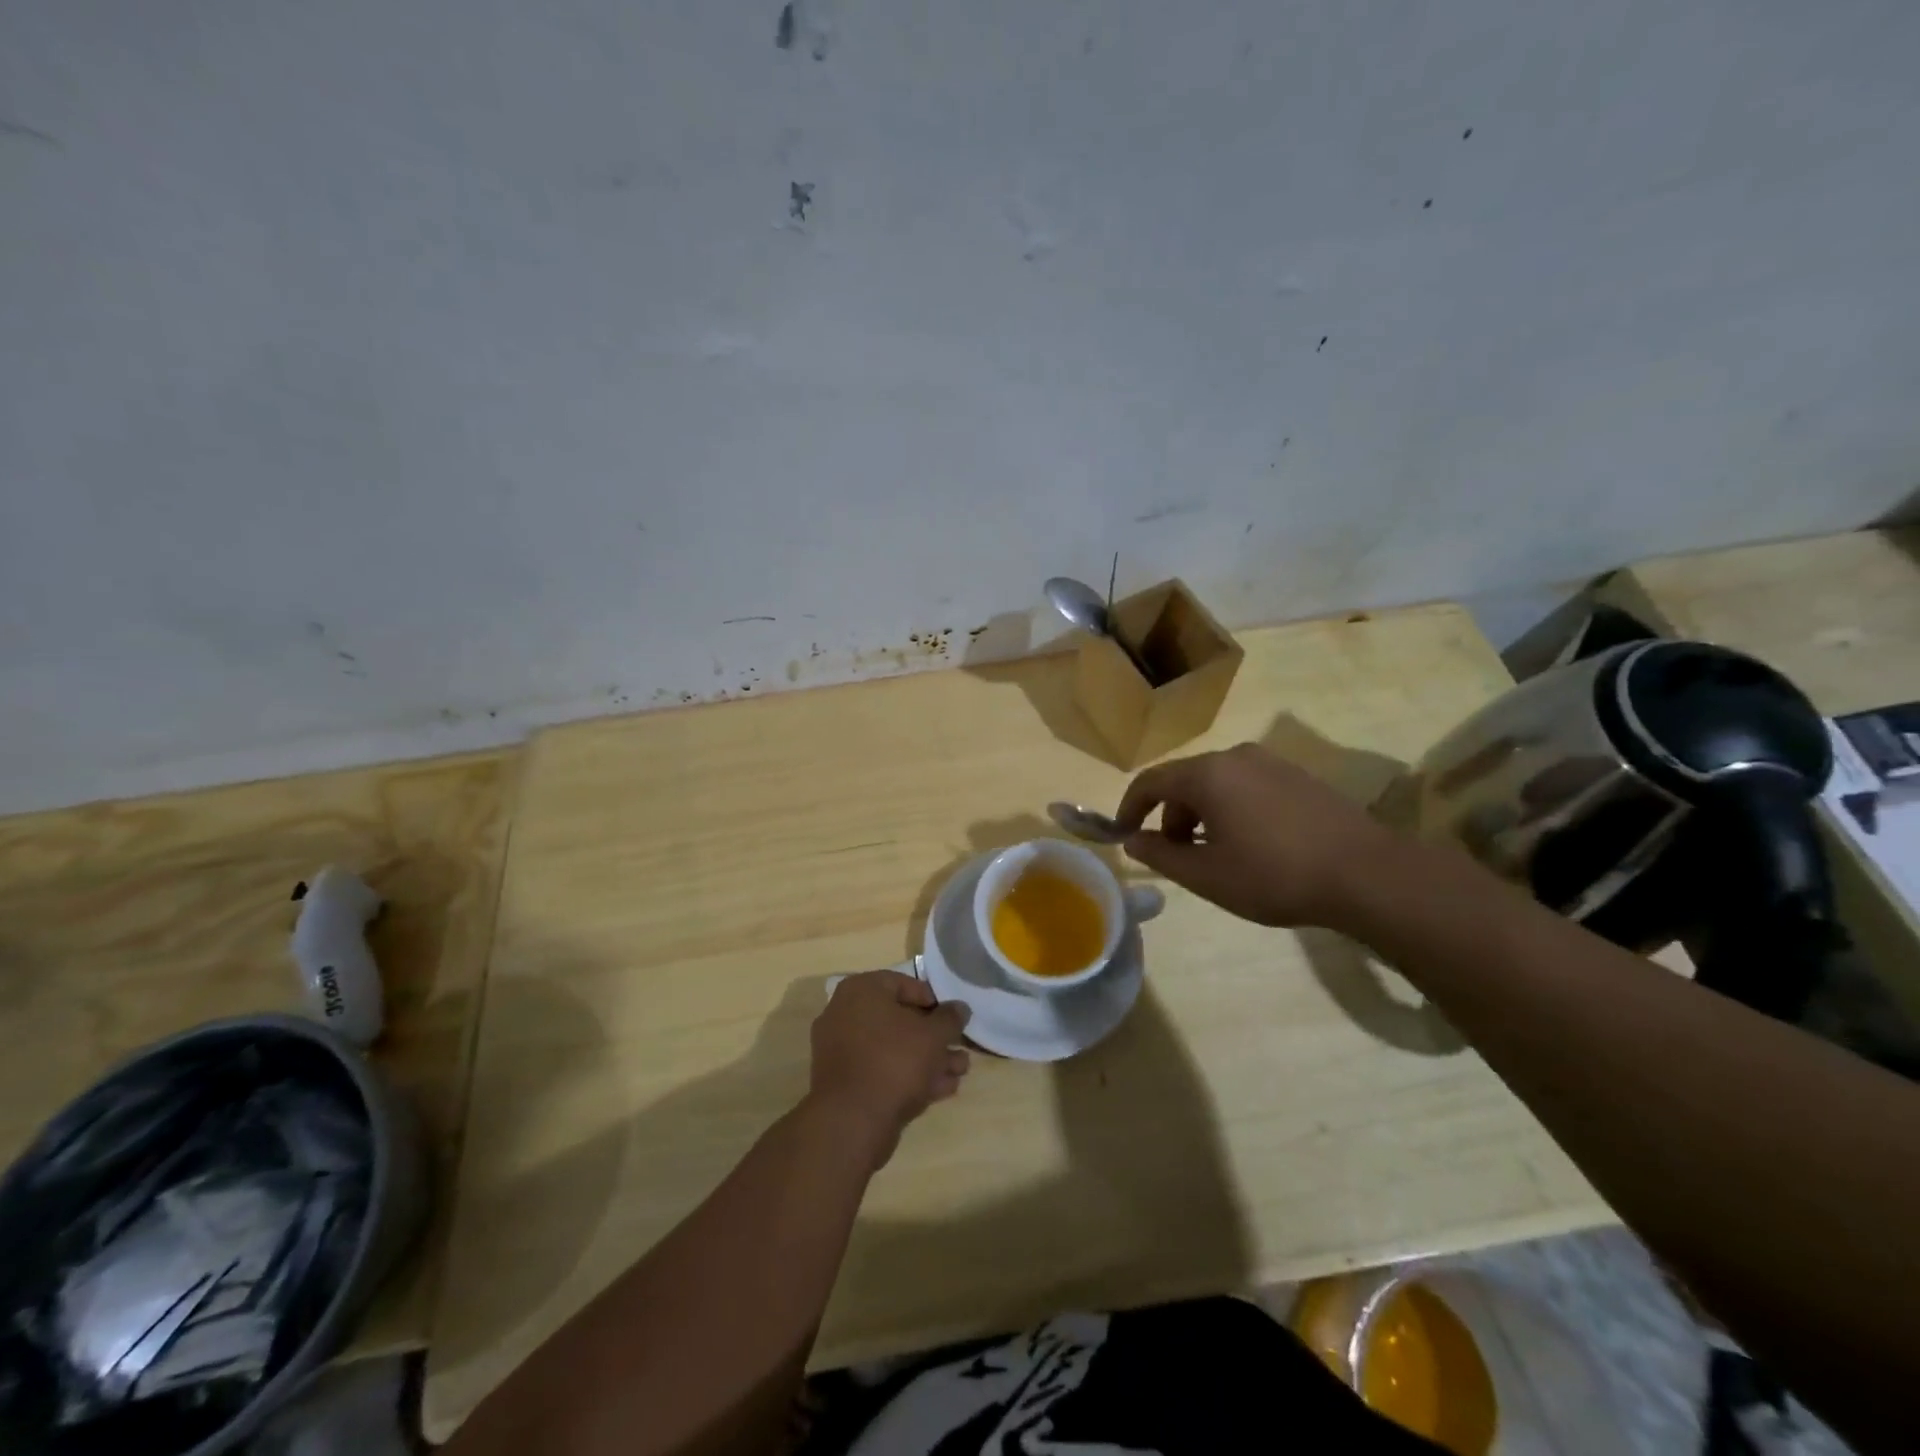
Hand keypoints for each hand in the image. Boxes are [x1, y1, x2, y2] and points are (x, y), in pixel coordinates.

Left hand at [806, 970, 971, 1168]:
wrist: (852, 1121)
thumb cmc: (894, 1061)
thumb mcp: (933, 1035)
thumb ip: (950, 1018)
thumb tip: (960, 1008)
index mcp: (861, 991)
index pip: (903, 984)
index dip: (933, 999)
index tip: (953, 1017)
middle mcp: (845, 1014)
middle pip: (899, 1019)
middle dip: (934, 1036)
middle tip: (961, 1047)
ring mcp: (842, 1051)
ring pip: (893, 1048)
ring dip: (928, 1059)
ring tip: (960, 1071)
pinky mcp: (846, 1084)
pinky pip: (882, 1071)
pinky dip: (910, 1076)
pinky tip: (942, 1089)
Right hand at [1113, 743, 1398, 928]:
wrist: (1366, 874)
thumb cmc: (1274, 875)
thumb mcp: (1207, 875)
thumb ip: (1161, 854)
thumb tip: (1132, 840)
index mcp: (1207, 775)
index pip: (1150, 782)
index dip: (1129, 807)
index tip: (1121, 833)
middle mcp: (1236, 757)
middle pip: (1185, 780)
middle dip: (1169, 815)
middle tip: (1175, 853)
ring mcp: (1271, 763)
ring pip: (1217, 783)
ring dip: (1202, 814)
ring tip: (1214, 853)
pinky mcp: (1298, 776)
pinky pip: (1246, 786)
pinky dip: (1232, 809)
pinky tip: (1251, 844)